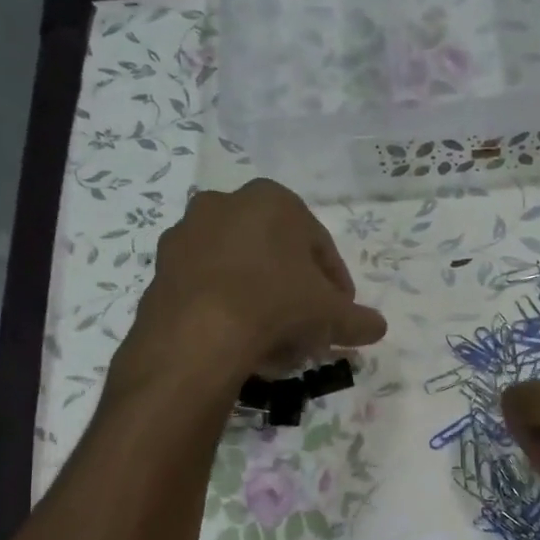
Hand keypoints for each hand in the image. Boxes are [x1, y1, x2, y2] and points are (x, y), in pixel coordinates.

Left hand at [109, 180, 386, 395]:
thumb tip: (377, 327)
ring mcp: (188, 233)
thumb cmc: (277, 305)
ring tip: (275, 339)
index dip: (336, 284)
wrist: (198, 333)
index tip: (341, 313)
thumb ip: (359, 320)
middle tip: (308, 326)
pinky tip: (240, 339)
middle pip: (277, 254)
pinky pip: (208, 285)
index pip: (319, 244)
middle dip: (295, 290)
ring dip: (261, 299)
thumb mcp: (332, 315)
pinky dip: (227, 307)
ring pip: (240, 269)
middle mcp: (226, 203)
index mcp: (273, 200)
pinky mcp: (161, 266)